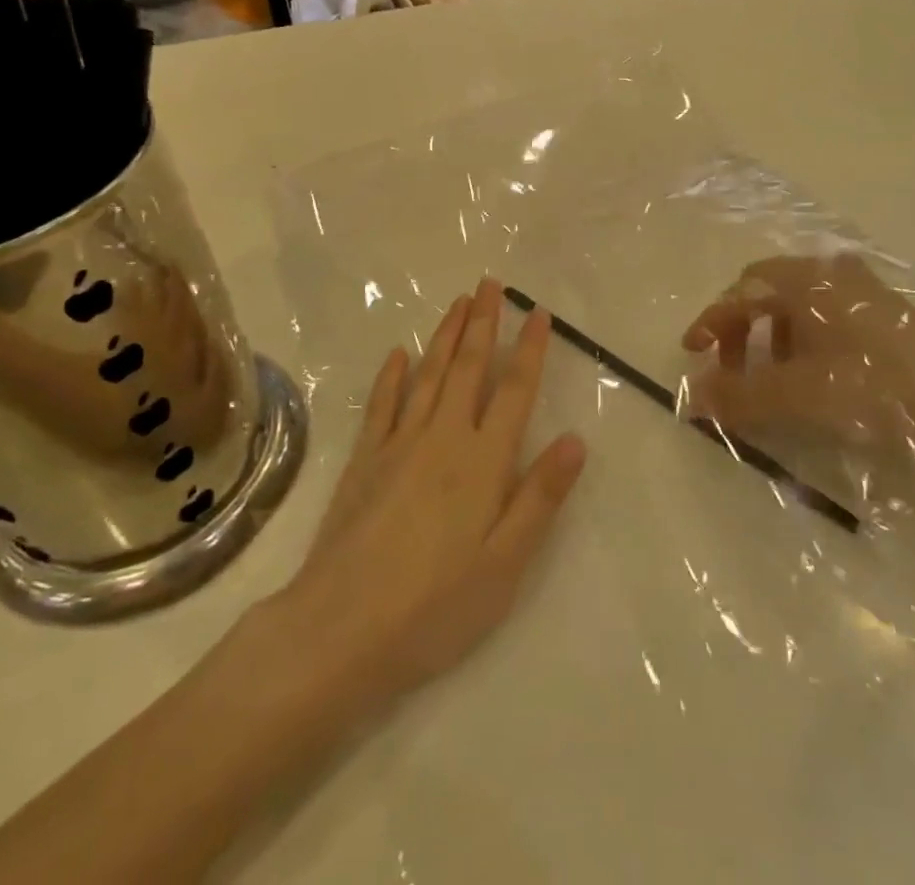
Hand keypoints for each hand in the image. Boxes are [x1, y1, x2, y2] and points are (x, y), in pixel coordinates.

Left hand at [280, 280, 587, 712]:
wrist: (340, 630)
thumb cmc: (435, 606)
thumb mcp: (505, 564)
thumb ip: (540, 497)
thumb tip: (574, 439)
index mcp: (483, 461)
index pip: (514, 391)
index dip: (530, 349)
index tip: (538, 312)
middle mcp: (443, 438)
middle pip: (469, 367)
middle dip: (483, 322)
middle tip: (490, 284)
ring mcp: (399, 444)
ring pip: (429, 374)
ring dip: (446, 335)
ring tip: (459, 302)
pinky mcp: (364, 460)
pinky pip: (382, 404)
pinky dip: (392, 375)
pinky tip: (399, 354)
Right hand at [682, 254, 914, 479]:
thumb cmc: (874, 388)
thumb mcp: (798, 395)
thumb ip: (738, 395)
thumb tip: (690, 398)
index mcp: (806, 279)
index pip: (741, 291)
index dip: (711, 322)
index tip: (693, 354)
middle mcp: (830, 271)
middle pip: (766, 292)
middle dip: (740, 330)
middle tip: (732, 370)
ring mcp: (860, 288)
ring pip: (796, 305)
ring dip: (771, 337)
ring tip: (771, 378)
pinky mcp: (882, 311)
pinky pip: (823, 316)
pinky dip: (801, 341)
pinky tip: (811, 375)